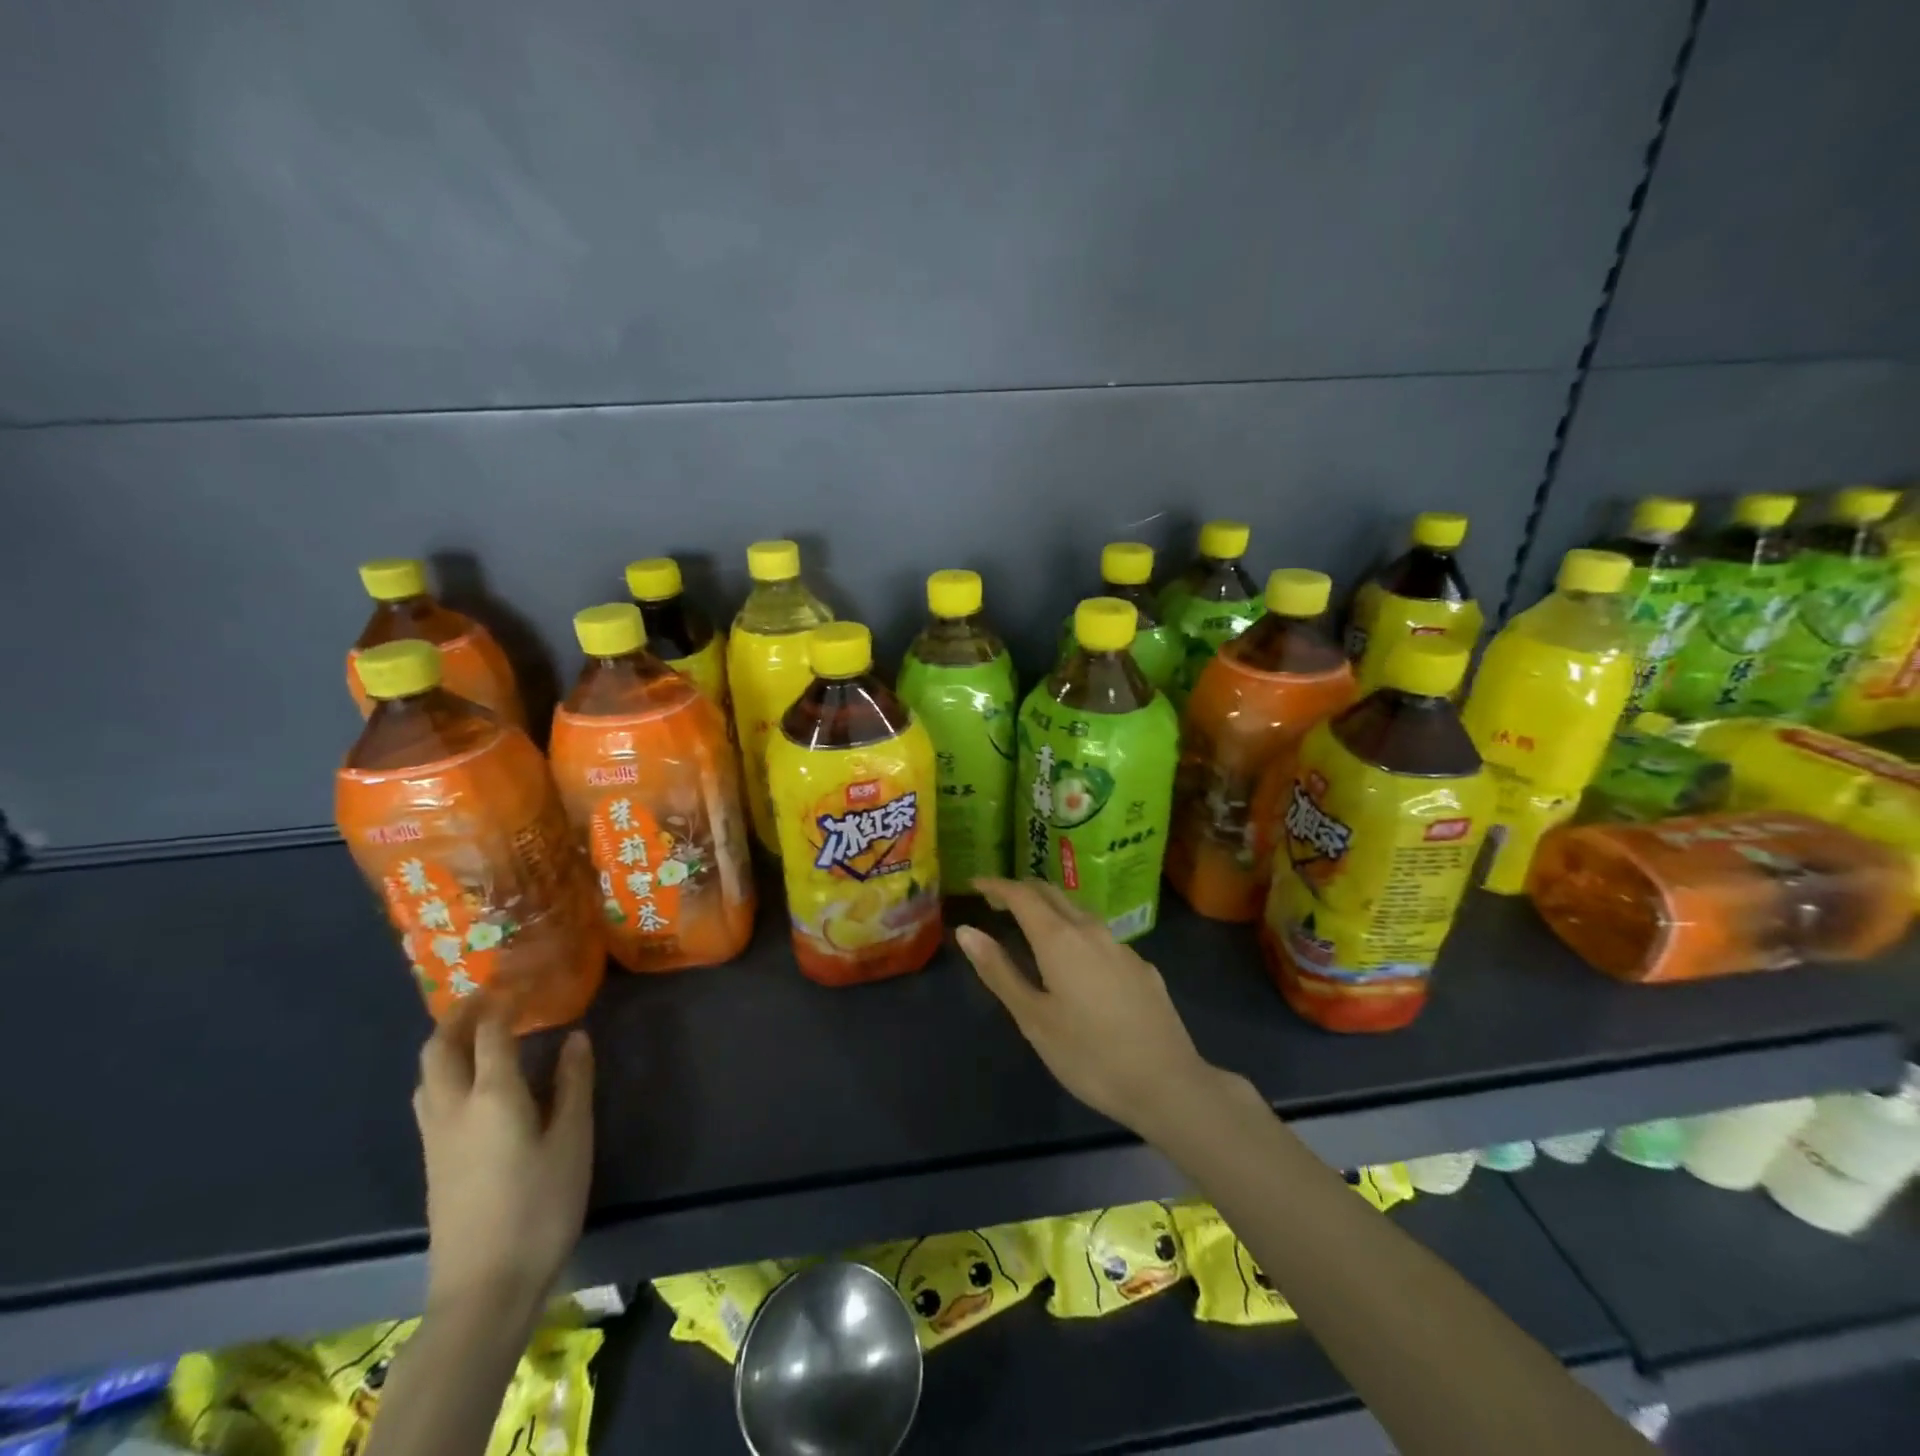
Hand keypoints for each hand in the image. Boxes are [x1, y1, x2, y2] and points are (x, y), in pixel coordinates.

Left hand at [412, 997, 594, 1320]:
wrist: (484, 1288)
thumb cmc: (540, 1207)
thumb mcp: (572, 1140)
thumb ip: (573, 1083)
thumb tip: (574, 1038)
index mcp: (492, 1095)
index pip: (490, 1032)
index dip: (503, 1000)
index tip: (523, 980)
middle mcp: (454, 1108)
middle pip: (440, 1048)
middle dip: (461, 1014)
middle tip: (491, 995)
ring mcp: (436, 1137)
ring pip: (427, 1074)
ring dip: (447, 1042)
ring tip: (479, 1030)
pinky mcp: (433, 1162)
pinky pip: (430, 1096)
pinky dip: (445, 1070)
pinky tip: (472, 1080)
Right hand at [958, 878, 1221, 1138]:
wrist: (1168, 1083)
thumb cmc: (1088, 1055)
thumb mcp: (1033, 1018)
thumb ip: (999, 971)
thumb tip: (966, 931)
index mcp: (1059, 938)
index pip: (1022, 895)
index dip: (997, 886)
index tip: (976, 884)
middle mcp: (1091, 930)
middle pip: (1052, 894)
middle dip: (1022, 891)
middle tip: (998, 902)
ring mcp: (1121, 946)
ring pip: (1079, 912)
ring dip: (1051, 910)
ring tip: (1032, 927)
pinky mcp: (1141, 967)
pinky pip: (1100, 937)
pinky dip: (1077, 934)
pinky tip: (1077, 963)